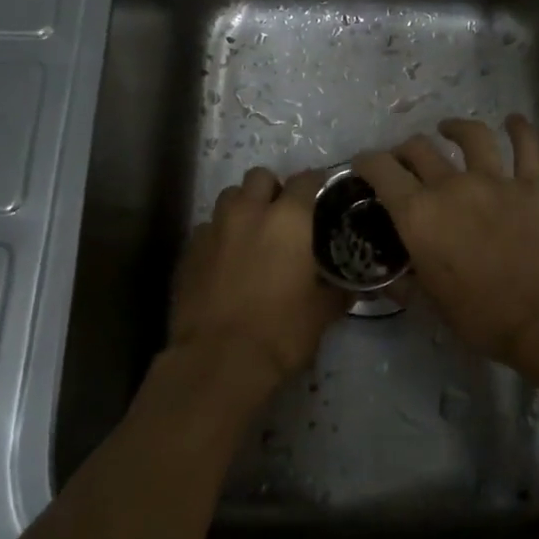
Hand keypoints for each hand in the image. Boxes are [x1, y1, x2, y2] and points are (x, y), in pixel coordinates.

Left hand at [165, 166, 348, 410]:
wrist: (217, 361)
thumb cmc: (281, 332)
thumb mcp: (322, 313)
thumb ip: (337, 291)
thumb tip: (350, 288)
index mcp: (288, 219)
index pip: (306, 180)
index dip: (316, 185)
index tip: (322, 198)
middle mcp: (248, 212)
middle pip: (260, 177)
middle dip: (272, 189)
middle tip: (283, 216)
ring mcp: (213, 229)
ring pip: (229, 197)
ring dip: (243, 207)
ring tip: (252, 234)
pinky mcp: (188, 251)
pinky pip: (207, 229)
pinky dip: (220, 237)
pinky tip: (226, 262)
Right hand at [353, 116, 538, 366]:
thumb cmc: (480, 317)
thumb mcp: (429, 305)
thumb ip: (404, 284)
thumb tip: (388, 278)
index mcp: (418, 214)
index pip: (381, 170)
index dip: (366, 162)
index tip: (363, 166)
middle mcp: (450, 186)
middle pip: (419, 149)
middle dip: (404, 151)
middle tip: (404, 162)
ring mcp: (494, 180)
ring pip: (470, 136)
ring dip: (455, 128)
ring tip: (448, 128)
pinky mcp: (531, 185)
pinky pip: (526, 147)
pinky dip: (520, 129)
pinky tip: (514, 120)